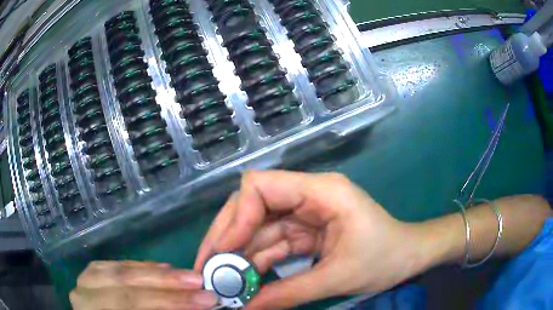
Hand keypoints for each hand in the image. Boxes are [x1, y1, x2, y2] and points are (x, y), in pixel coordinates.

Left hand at [70, 261, 217, 309]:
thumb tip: (196, 307)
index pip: (132, 303)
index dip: (171, 301)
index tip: (207, 300)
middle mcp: (84, 293)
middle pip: (126, 283)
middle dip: (168, 284)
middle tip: (201, 284)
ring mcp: (85, 279)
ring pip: (122, 269)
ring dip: (157, 273)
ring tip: (187, 276)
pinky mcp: (92, 271)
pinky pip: (119, 265)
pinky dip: (142, 267)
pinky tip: (161, 268)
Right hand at [195, 171, 430, 308]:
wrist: (409, 257)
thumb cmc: (385, 258)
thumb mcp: (338, 277)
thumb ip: (289, 293)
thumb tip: (247, 308)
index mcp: (321, 192)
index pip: (262, 186)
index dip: (237, 216)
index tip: (224, 251)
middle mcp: (307, 197)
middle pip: (252, 207)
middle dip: (227, 238)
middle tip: (208, 269)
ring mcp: (304, 215)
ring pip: (258, 230)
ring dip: (239, 257)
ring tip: (220, 283)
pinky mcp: (305, 233)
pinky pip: (272, 246)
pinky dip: (256, 264)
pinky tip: (244, 282)